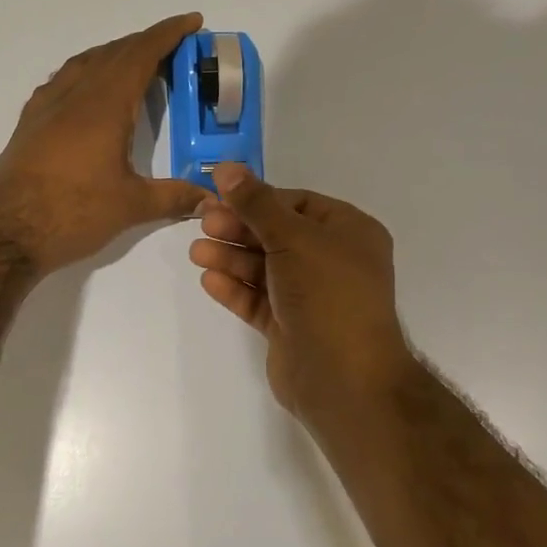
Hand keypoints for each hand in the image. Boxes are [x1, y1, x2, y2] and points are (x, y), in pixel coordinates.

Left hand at [0, 13, 212, 274]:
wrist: (5, 231)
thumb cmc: (72, 212)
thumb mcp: (131, 206)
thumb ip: (173, 197)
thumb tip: (209, 198)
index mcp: (104, 104)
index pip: (141, 54)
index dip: (168, 34)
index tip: (192, 21)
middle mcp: (74, 95)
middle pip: (113, 53)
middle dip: (145, 43)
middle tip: (173, 48)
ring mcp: (46, 106)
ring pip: (84, 63)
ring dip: (113, 55)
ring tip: (135, 64)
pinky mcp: (29, 123)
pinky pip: (62, 81)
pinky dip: (85, 73)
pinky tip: (88, 93)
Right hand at [189, 163, 417, 423]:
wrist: (344, 378)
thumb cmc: (328, 294)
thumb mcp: (293, 238)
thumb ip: (256, 203)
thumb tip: (226, 168)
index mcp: (348, 232)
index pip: (297, 204)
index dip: (257, 199)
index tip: (219, 197)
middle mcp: (332, 261)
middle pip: (277, 234)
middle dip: (239, 229)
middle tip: (203, 224)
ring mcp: (311, 296)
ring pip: (264, 268)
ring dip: (231, 258)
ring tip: (197, 253)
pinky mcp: (290, 326)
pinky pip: (259, 300)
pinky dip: (235, 289)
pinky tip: (209, 280)